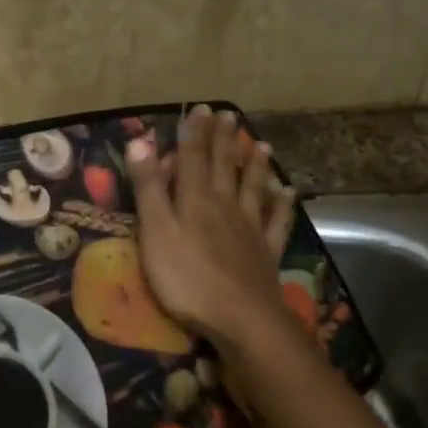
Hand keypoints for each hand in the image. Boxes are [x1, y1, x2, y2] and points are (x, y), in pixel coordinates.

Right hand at [126, 104, 300, 351]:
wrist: (240, 318)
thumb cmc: (187, 278)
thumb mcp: (156, 232)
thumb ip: (149, 188)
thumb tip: (140, 141)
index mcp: (196, 199)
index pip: (193, 158)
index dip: (194, 133)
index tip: (200, 109)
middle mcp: (226, 205)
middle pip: (225, 166)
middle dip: (224, 140)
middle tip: (228, 116)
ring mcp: (250, 228)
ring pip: (254, 187)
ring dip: (256, 164)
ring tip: (262, 144)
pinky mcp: (267, 252)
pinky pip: (277, 220)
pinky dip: (283, 204)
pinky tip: (287, 192)